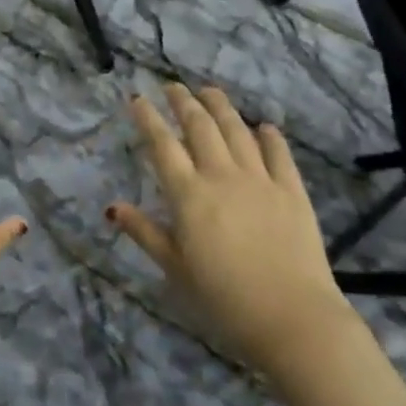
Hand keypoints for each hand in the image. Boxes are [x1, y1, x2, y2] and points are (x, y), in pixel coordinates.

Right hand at [108, 84, 352, 372]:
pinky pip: (279, 154)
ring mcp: (260, 180)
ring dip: (220, 107)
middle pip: (200, 127)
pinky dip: (269, 136)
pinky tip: (263, 126)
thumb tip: (113, 207)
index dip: (148, 118)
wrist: (292, 319)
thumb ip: (145, 233)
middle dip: (183, 102)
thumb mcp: (176, 269)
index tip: (136, 98)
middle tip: (172, 86)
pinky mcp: (292, 191)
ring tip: (209, 91)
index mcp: (189, 195)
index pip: (163, 145)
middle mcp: (222, 176)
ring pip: (237, 130)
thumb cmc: (224, 299)